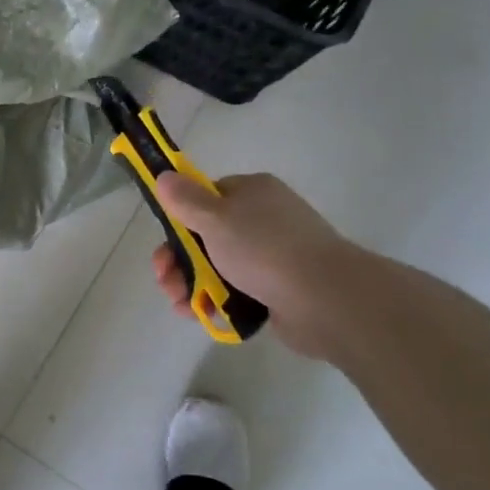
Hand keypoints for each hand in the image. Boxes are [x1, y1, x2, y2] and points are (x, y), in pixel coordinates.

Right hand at [149, 172, 359, 359]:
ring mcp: (272, 255)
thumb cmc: (264, 250)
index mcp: (251, 192)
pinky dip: (217, 302)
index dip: (180, 219)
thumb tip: (164, 175)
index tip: (165, 242)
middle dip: (179, 261)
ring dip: (193, 285)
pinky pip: (237, 292)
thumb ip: (185, 199)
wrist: (325, 300)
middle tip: (166, 281)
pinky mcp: (277, 289)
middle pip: (206, 236)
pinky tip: (205, 315)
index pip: (206, 197)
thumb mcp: (215, 218)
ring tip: (183, 305)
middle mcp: (263, 219)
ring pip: (218, 267)